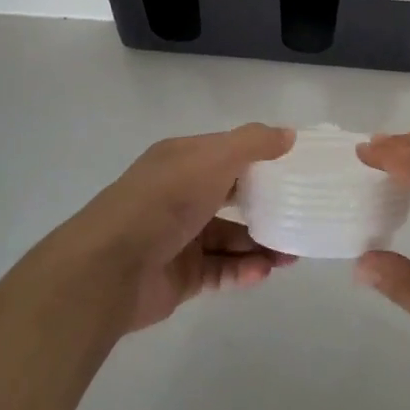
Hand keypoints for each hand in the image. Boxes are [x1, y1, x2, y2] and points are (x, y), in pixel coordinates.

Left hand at [52, 124, 295, 332]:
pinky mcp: (180, 276)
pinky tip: (263, 273)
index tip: (296, 168)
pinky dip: (242, 270)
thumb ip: (253, 143)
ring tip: (291, 256)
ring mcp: (179, 237)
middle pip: (232, 197)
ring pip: (229, 238)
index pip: (228, 153)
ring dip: (260, 244)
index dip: (261, 158)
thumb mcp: (213, 158)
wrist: (109, 269)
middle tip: (299, 216)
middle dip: (267, 206)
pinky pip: (219, 270)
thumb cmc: (164, 201)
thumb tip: (290, 134)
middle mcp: (180, 195)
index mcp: (183, 160)